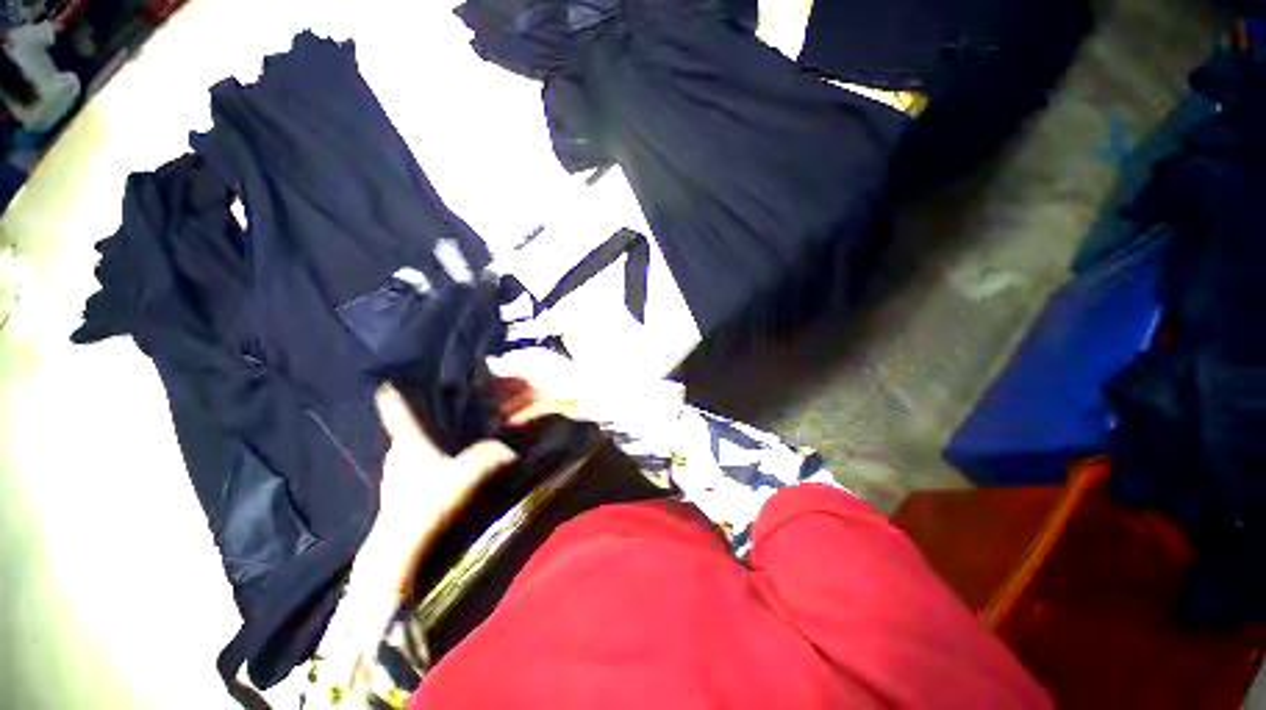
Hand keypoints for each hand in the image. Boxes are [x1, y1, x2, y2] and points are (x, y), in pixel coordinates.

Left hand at [367, 385, 517, 597]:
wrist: (399, 550)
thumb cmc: (427, 504)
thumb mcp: (467, 476)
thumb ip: (492, 457)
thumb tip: (513, 448)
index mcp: (408, 440)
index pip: (394, 405)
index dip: (399, 386)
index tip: (410, 373)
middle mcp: (398, 450)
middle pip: (409, 422)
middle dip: (429, 412)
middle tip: (454, 406)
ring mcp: (396, 471)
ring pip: (413, 442)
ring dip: (431, 436)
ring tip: (454, 433)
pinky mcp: (399, 488)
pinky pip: (415, 461)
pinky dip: (430, 456)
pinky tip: (448, 464)